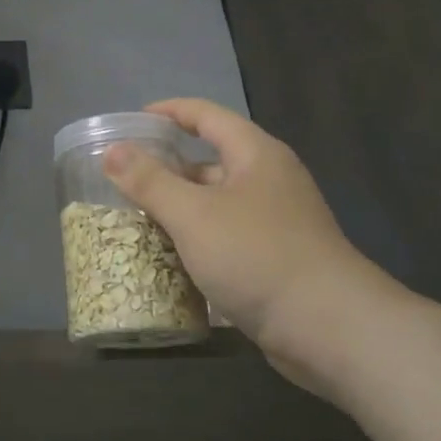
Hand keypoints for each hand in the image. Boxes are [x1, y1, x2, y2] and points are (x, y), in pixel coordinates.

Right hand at [102, 98, 408, 390]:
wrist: (329, 328)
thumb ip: (149, 181)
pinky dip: (196, 241)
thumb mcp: (193, 214)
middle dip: (167, 170)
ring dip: (179, 210)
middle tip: (124, 181)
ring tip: (135, 220)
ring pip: (216, 204)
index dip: (170, 112)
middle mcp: (268, 181)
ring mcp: (275, 222)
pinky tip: (168, 259)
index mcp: (256, 155)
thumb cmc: (257, 256)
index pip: (207, 116)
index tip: (133, 121)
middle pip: (210, 161)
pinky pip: (225, 238)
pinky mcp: (274, 259)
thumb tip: (112, 151)